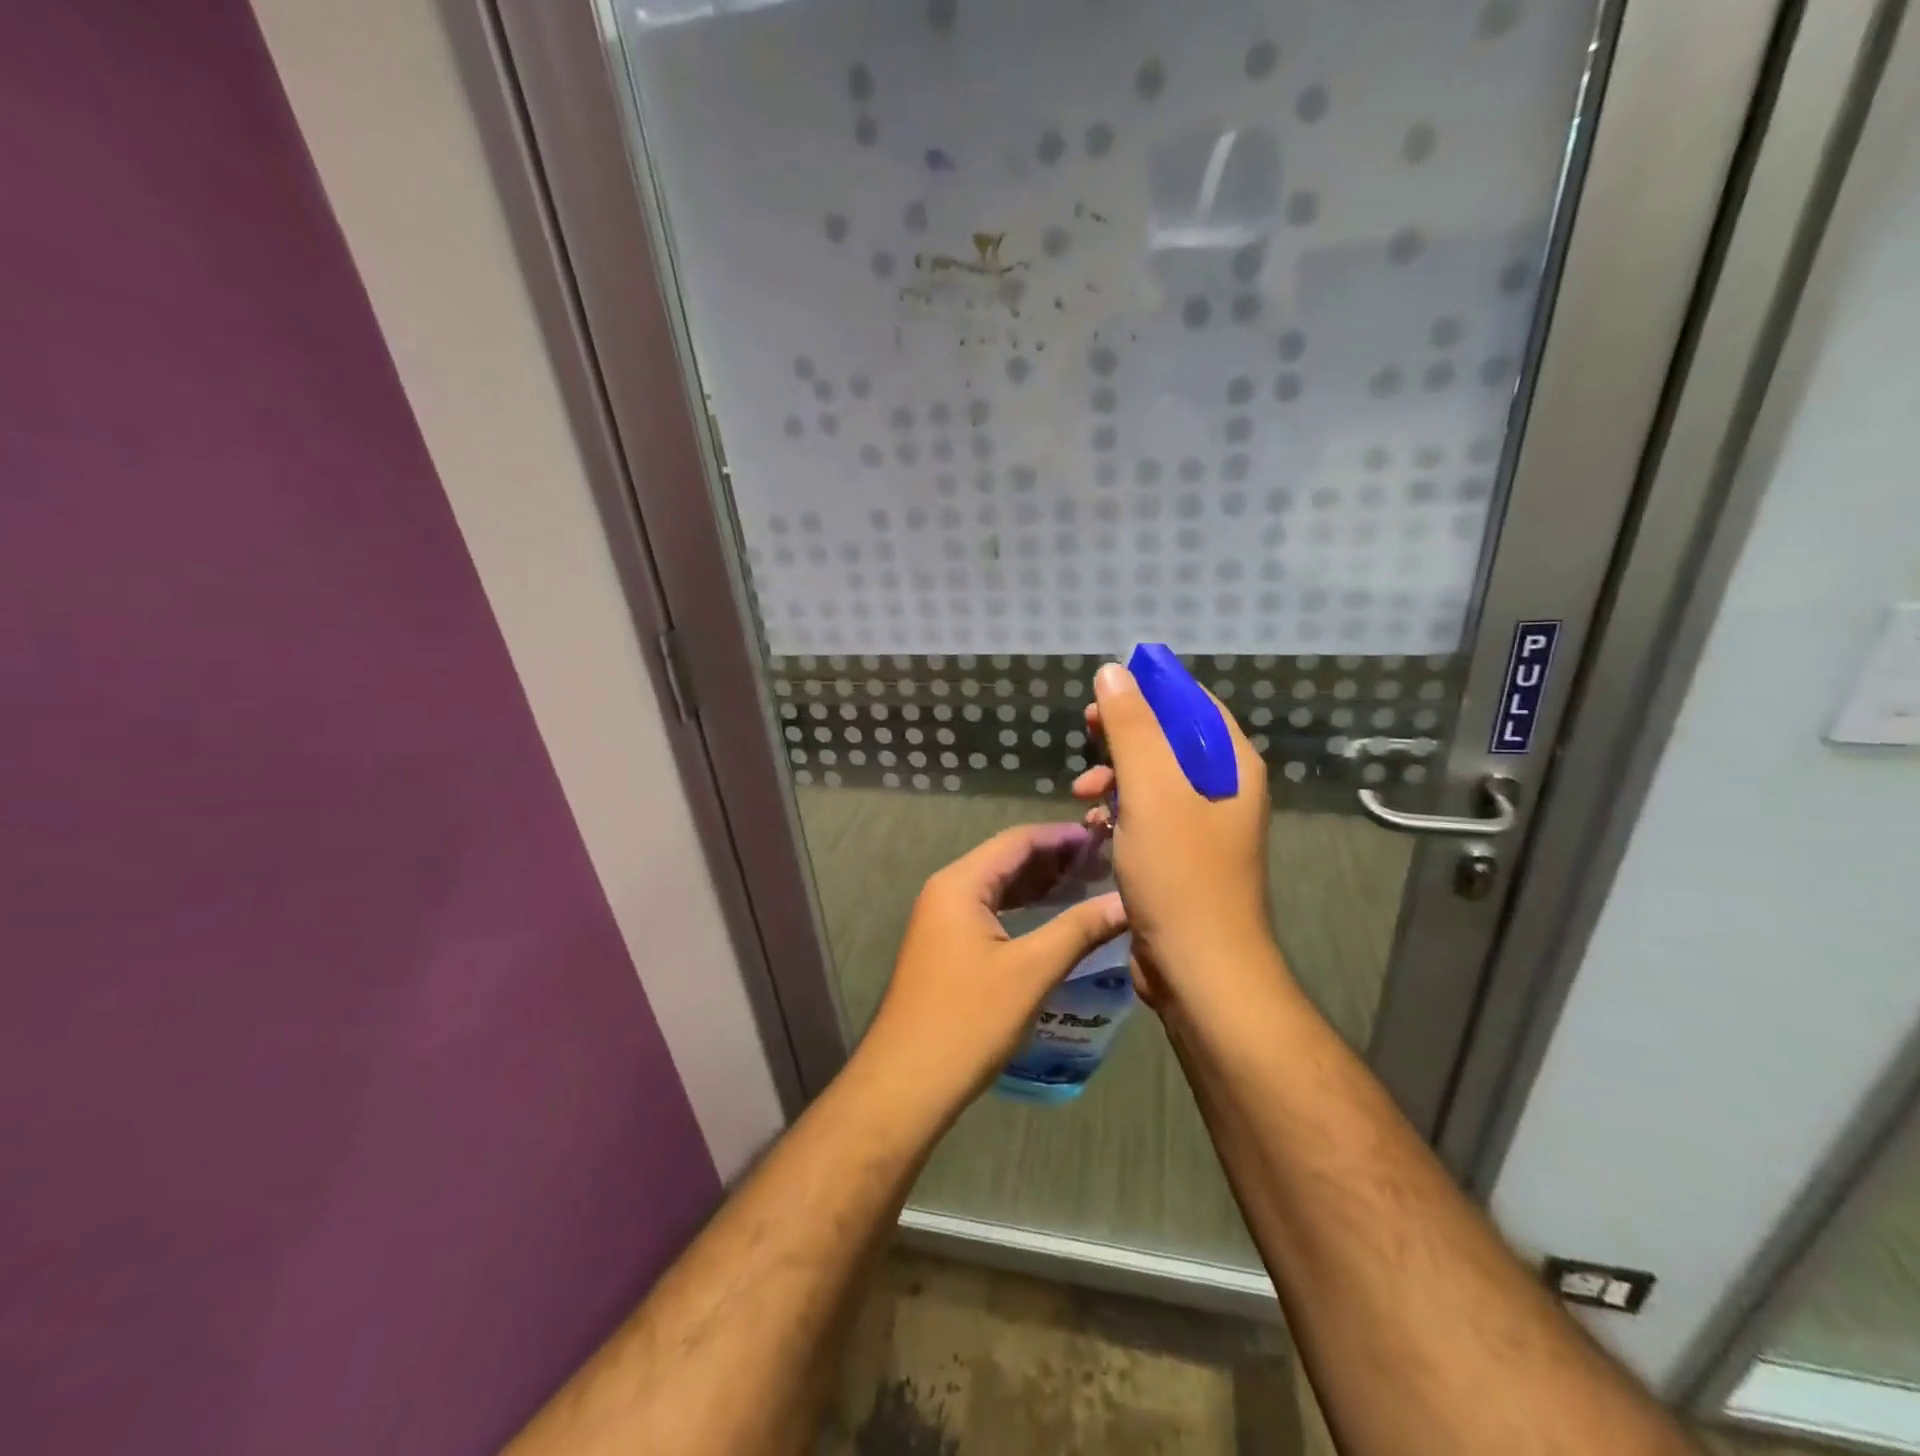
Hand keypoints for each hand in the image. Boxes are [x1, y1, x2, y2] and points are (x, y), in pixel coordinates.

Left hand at [860, 823, 1126, 1111]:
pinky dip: (1022, 908)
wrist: (908, 1082)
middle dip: (1053, 858)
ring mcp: (942, 919)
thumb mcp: (1032, 971)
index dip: (1061, 836)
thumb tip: (1126, 902)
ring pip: (997, 887)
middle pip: (1006, 860)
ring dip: (1039, 884)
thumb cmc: (969, 1020)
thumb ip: (1080, 929)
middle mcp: (946, 891)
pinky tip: (1052, 918)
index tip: (1105, 838)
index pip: (1016, 841)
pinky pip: (989, 911)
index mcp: (960, 883)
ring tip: (1087, 884)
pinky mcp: (945, 946)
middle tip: (1104, 862)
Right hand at [1072, 662, 1275, 1001]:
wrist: (1199, 970)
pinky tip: (1093, 826)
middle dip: (1124, 734)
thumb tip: (1113, 672)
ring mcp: (1202, 826)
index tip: (1106, 690)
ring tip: (1083, 792)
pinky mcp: (1180, 856)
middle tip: (1086, 730)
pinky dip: (1119, 813)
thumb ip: (1131, 728)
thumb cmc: (1180, 874)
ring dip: (1115, 776)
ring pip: (1153, 779)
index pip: (1194, 703)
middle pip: (1170, 739)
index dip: (1151, 689)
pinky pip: (1146, 816)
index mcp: (1231, 765)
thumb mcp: (1151, 792)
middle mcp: (1223, 789)